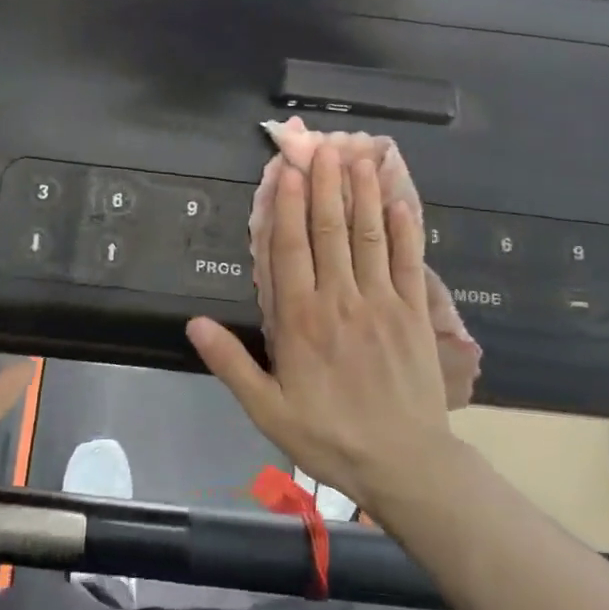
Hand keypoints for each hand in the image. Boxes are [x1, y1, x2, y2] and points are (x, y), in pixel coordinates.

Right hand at [187, 145, 456, 514]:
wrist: (403, 463)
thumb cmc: (327, 436)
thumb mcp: (266, 409)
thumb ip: (230, 363)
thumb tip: (193, 323)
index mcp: (301, 320)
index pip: (291, 248)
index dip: (287, 205)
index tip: (287, 170)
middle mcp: (341, 299)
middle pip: (330, 230)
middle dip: (324, 184)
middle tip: (321, 146)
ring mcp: (383, 302)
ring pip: (369, 236)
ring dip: (361, 193)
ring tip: (357, 156)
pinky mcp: (415, 313)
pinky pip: (410, 261)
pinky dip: (404, 228)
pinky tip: (398, 200)